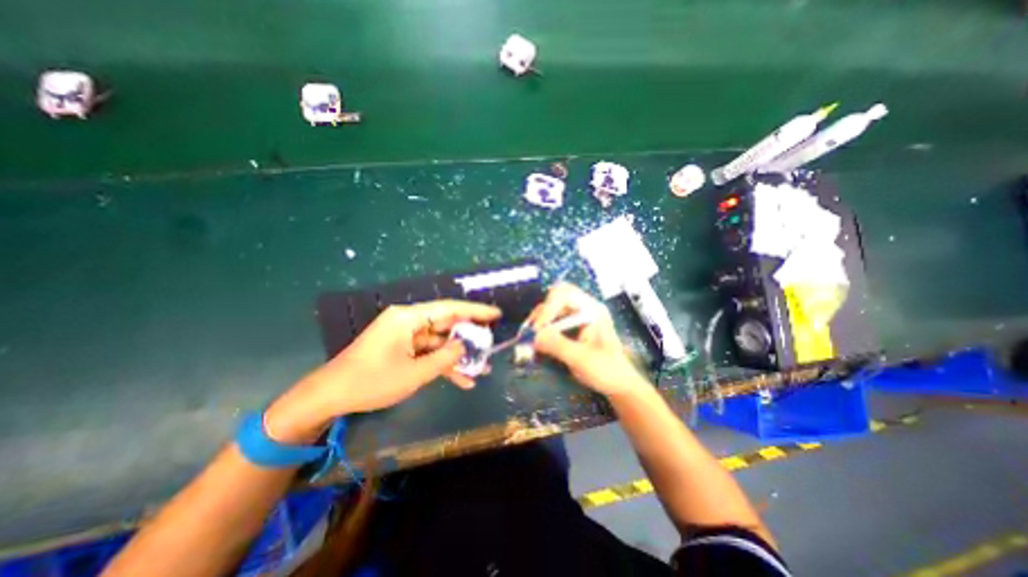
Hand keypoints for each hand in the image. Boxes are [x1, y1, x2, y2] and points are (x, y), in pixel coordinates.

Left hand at [263, 303, 502, 442]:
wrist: (330, 396)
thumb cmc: (371, 381)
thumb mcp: (413, 373)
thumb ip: (444, 358)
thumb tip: (463, 347)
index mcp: (409, 318)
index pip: (449, 308)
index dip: (475, 311)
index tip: (495, 313)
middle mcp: (409, 322)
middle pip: (446, 325)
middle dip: (468, 338)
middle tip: (490, 344)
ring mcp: (405, 336)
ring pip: (439, 342)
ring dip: (457, 356)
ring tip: (481, 369)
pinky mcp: (402, 349)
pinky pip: (428, 353)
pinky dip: (442, 364)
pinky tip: (461, 380)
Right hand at [534, 283, 643, 398]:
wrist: (618, 383)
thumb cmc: (606, 370)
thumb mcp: (581, 358)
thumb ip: (557, 345)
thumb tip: (533, 336)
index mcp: (592, 309)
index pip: (565, 294)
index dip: (548, 308)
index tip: (538, 329)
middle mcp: (584, 308)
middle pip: (556, 297)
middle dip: (541, 313)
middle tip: (529, 331)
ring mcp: (577, 316)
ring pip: (552, 309)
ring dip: (539, 321)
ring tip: (529, 338)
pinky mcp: (572, 327)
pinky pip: (552, 321)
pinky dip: (542, 329)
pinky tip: (537, 341)